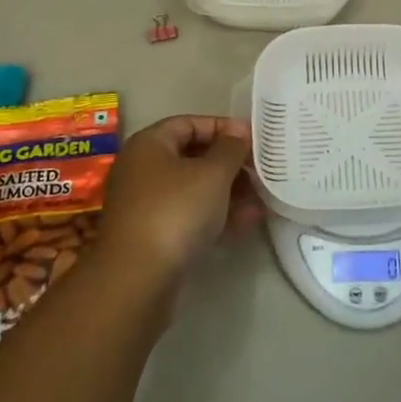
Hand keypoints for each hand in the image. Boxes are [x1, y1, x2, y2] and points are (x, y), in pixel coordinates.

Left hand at [98, 115, 261, 282]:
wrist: (138, 278)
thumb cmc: (176, 210)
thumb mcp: (213, 173)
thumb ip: (231, 148)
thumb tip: (239, 131)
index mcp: (149, 144)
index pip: (189, 123)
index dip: (222, 127)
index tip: (253, 139)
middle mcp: (142, 169)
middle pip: (192, 156)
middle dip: (229, 163)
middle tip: (260, 170)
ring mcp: (146, 205)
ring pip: (193, 189)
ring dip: (228, 191)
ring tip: (262, 198)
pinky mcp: (153, 236)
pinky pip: (190, 215)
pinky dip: (216, 215)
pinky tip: (247, 222)